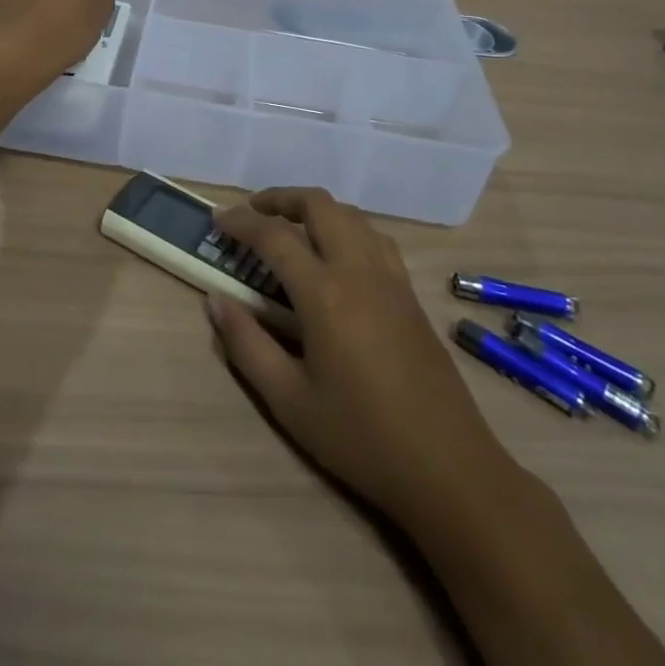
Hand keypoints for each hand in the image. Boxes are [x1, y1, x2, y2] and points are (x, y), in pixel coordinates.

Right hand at [207, 188, 503, 526]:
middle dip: (281, 198)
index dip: (241, 222)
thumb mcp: (290, 401)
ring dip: (315, 209)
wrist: (448, 467)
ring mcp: (390, 276)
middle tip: (252, 213)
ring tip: (290, 229)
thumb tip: (215, 301)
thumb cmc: (361, 438)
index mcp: (325, 293)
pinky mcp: (409, 291)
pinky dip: (345, 226)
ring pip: (350, 214)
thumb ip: (247, 345)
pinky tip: (336, 255)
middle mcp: (358, 269)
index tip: (217, 219)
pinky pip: (373, 236)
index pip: (275, 236)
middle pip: (319, 205)